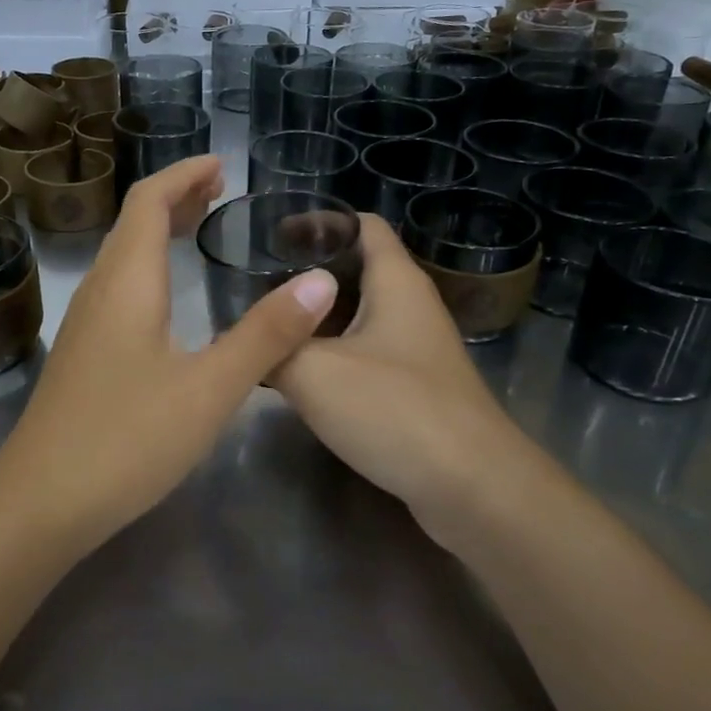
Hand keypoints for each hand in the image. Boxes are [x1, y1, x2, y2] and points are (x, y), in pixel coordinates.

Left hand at [0, 156, 337, 550]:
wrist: (40, 502)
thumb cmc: (127, 438)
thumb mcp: (210, 388)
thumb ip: (266, 334)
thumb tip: (322, 281)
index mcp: (127, 282)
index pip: (149, 201)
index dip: (183, 175)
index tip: (222, 165)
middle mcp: (100, 291)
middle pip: (133, 223)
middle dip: (175, 198)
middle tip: (220, 192)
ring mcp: (85, 324)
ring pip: (123, 256)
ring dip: (160, 232)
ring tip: (200, 229)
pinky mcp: (83, 355)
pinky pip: (119, 287)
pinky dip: (150, 267)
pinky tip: (169, 299)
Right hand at [272, 214, 519, 542]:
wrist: (473, 489)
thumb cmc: (395, 410)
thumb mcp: (313, 372)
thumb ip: (271, 348)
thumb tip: (236, 341)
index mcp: (396, 282)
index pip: (361, 224)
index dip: (319, 221)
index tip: (270, 235)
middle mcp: (411, 307)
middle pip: (356, 270)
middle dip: (306, 274)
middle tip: (255, 285)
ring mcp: (417, 351)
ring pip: (359, 317)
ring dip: (317, 319)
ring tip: (268, 328)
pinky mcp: (416, 390)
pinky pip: (366, 356)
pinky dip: (333, 355)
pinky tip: (300, 376)